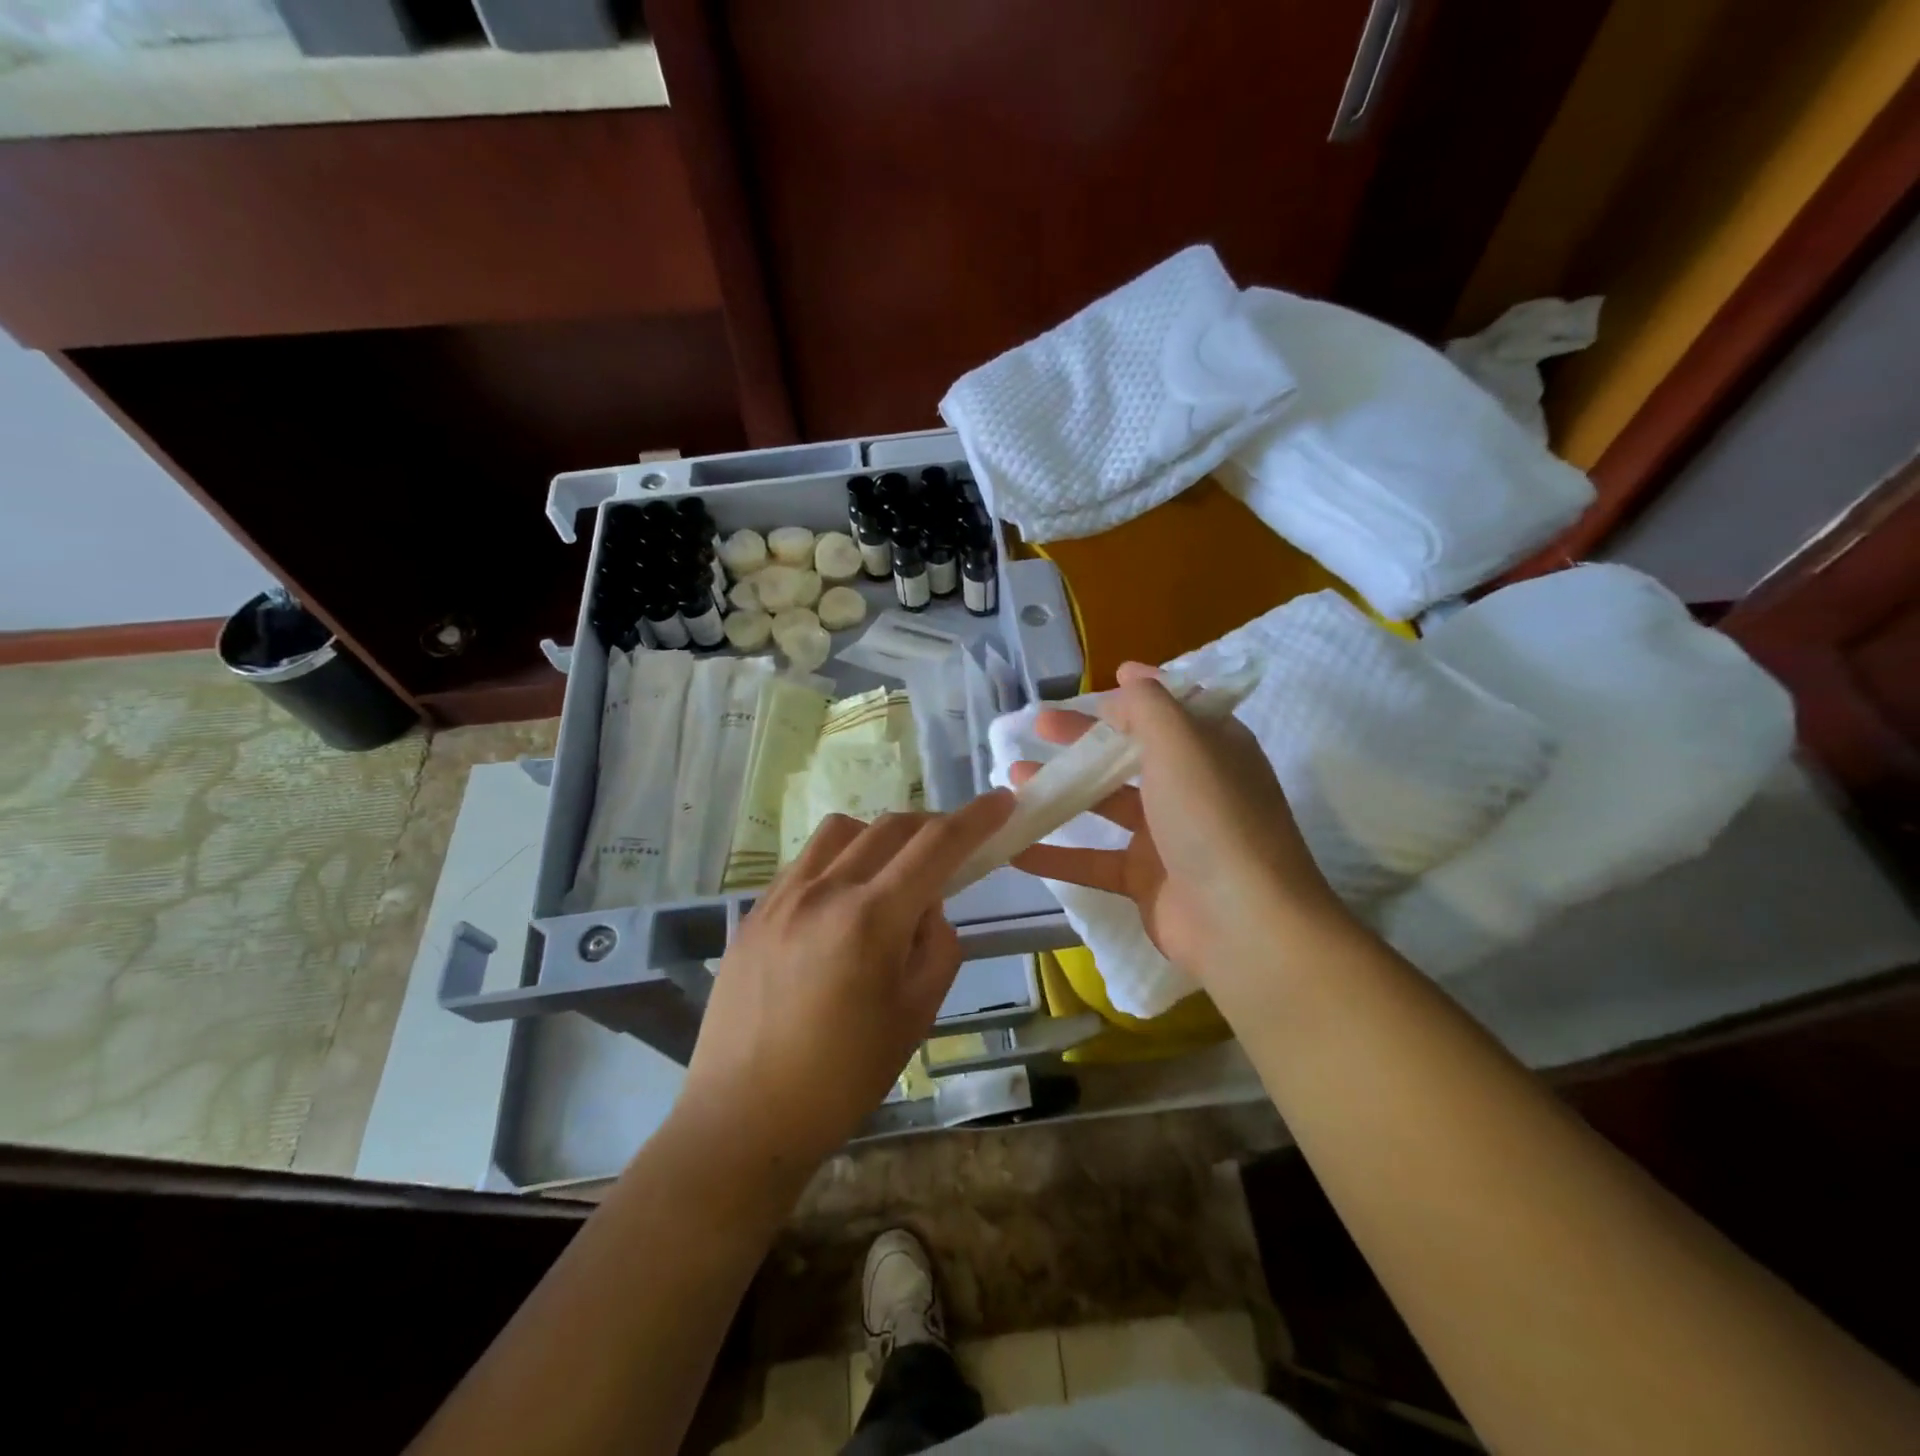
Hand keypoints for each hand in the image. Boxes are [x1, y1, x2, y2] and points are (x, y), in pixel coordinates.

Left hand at [678, 793, 1014, 1180]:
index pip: (935, 845)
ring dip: (881, 837)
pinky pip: (806, 861)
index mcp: (871, 919)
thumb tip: (928, 906)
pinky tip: (842, 902)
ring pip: (842, 832)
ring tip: (891, 874)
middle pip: (890, 827)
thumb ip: (936, 947)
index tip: (1001, 802)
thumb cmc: (842, 1079)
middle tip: (953, 848)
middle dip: (932, 826)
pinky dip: (840, 860)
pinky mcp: (753, 912)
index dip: (975, 818)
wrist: (743, 1118)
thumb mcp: (915, 1016)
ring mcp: (781, 896)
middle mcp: (824, 891)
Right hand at [1010, 663, 1346, 980]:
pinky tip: (1013, 846)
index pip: (1171, 710)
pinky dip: (1054, 854)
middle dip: (1082, 738)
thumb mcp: (1182, 742)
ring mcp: (1167, 837)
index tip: (1099, 683)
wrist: (1242, 923)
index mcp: (1211, 749)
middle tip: (1038, 726)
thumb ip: (1148, 705)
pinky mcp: (1145, 880)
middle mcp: (1191, 787)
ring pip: (1104, 805)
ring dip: (1061, 790)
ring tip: (1013, 778)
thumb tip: (1129, 677)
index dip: (1137, 695)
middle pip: (1128, 753)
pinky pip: (1092, 860)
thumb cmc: (1211, 816)